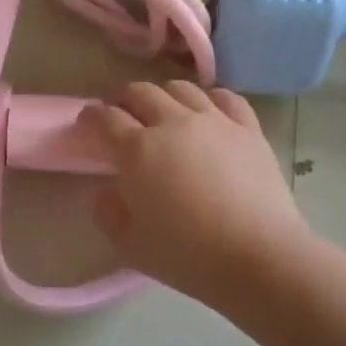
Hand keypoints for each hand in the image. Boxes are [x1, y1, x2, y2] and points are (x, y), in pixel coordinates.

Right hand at [85, 82, 310, 305]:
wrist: (257, 256)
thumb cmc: (187, 256)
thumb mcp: (130, 246)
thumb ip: (107, 215)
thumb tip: (102, 191)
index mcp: (137, 151)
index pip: (106, 119)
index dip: (92, 116)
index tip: (87, 122)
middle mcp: (173, 124)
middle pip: (141, 93)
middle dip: (124, 99)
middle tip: (121, 113)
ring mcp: (214, 122)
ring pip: (182, 89)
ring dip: (163, 94)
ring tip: (162, 110)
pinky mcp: (248, 129)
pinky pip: (225, 98)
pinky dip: (209, 98)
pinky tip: (207, 110)